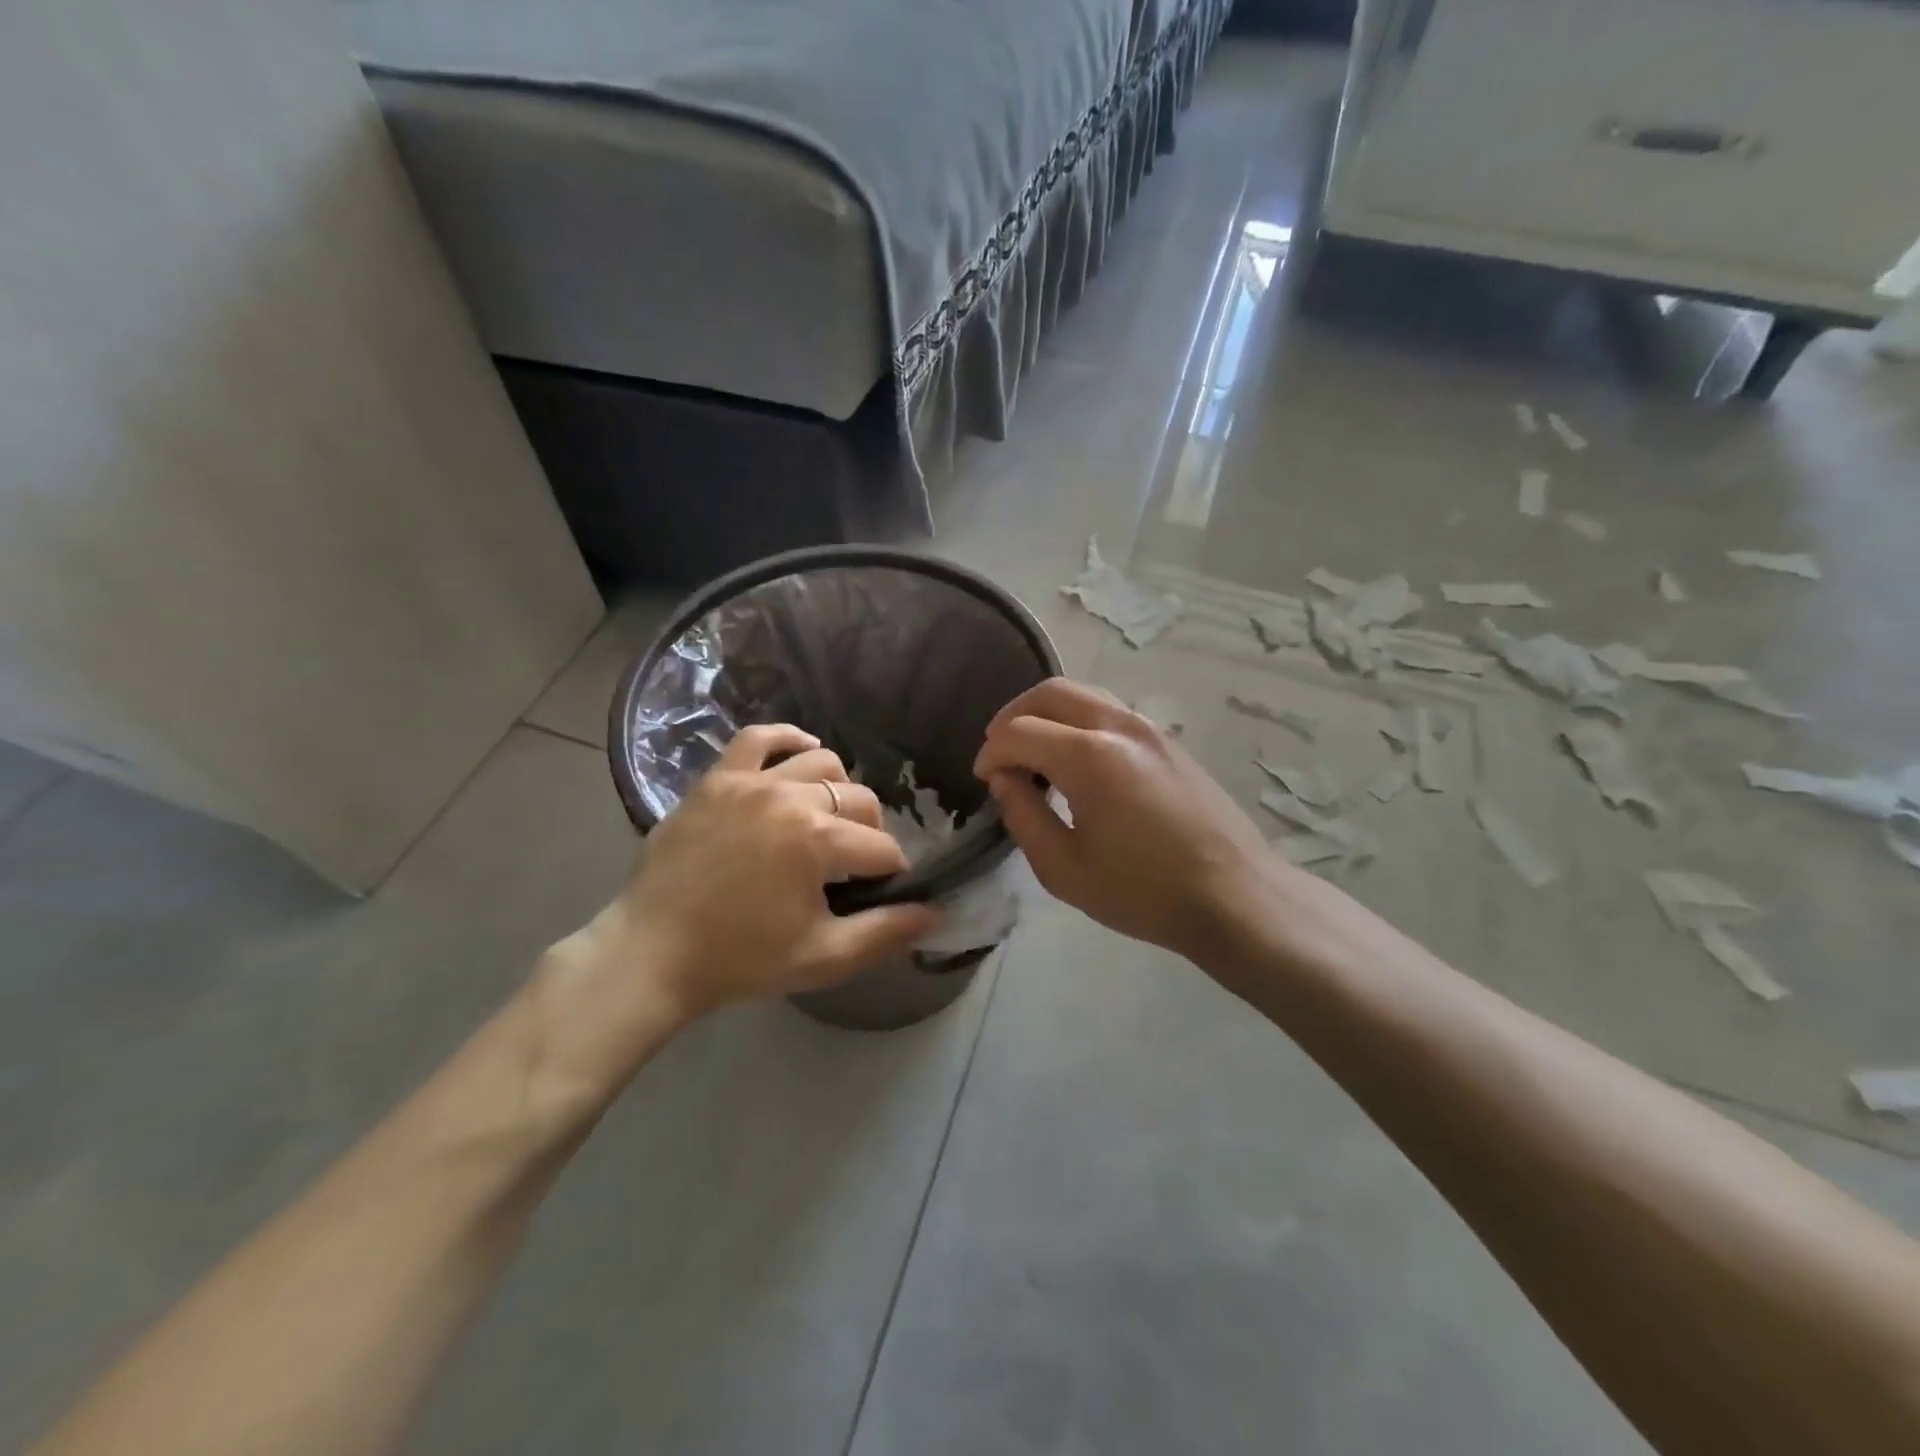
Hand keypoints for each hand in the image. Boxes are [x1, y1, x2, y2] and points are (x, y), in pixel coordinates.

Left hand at [531, 725, 937, 1098]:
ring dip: (838, 790)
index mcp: (818, 840)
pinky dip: (788, 739)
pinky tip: (802, 754)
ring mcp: (749, 782)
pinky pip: (759, 737)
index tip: (881, 893)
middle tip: (853, 867)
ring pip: (821, 762)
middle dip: (870, 834)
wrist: (652, 955)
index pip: (883, 848)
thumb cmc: (740, 960)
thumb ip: (885, 934)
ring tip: (827, 820)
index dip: (891, 874)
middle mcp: (790, 797)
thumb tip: (934, 913)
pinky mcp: (716, 779)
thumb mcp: (823, 958)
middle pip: (860, 800)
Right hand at [973, 679, 1278, 957]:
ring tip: (1033, 753)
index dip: (991, 753)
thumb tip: (1005, 780)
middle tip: (999, 753)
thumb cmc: (1143, 891)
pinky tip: (1074, 761)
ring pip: (1083, 694)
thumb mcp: (1064, 869)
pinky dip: (1077, 721)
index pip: (1018, 732)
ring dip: (1047, 714)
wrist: (1234, 896)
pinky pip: (1109, 710)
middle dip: (1013, 716)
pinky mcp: (1168, 740)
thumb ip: (1023, 816)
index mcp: (1088, 756)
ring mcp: (1148, 728)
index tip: (984, 781)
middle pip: (1050, 692)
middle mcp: (1118, 725)